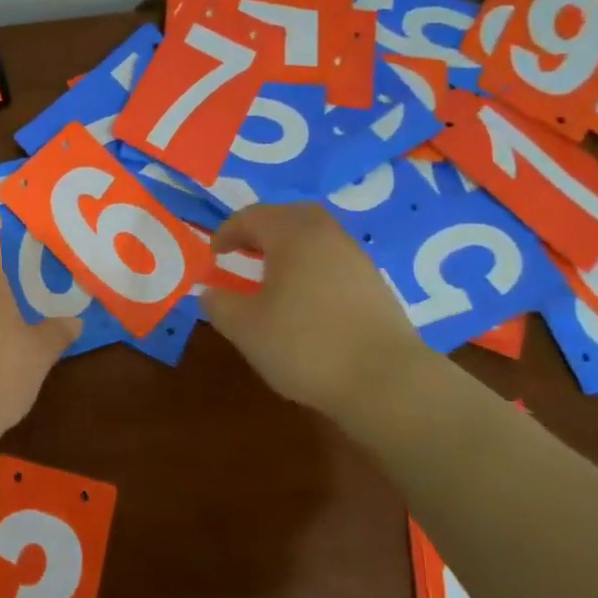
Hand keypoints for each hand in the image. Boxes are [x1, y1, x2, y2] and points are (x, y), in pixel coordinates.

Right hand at [198, 202, 431, 417]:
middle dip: (263, 228)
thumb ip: (219, 305)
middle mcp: (326, 235)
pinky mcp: (375, 284)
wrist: (386, 382)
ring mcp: (356, 258)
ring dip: (290, 246)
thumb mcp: (245, 329)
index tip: (213, 253)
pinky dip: (313, 266)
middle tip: (244, 250)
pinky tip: (306, 297)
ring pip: (316, 236)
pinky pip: (334, 259)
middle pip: (290, 215)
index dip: (227, 232)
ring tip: (273, 273)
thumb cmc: (306, 346)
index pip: (252, 217)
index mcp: (292, 235)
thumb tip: (210, 293)